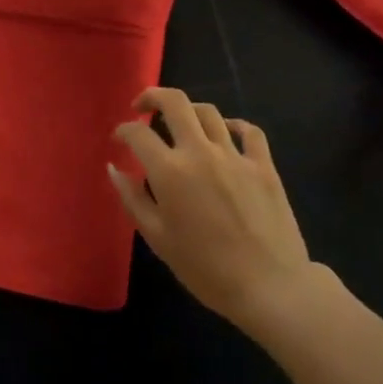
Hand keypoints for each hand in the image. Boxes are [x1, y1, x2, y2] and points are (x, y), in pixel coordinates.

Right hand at [109, 87, 315, 336]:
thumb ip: (132, 198)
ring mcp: (235, 155)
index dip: (123, 131)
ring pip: (209, 112)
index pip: (138, 134)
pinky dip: (234, 125)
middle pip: (175, 103)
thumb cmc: (205, 269)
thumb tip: (114, 167)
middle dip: (153, 96)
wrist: (269, 287)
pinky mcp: (264, 165)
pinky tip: (226, 131)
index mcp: (170, 171)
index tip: (118, 139)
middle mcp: (201, 152)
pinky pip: (249, 131)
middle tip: (142, 106)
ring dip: (189, 110)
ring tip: (181, 121)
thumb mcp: (158, 239)